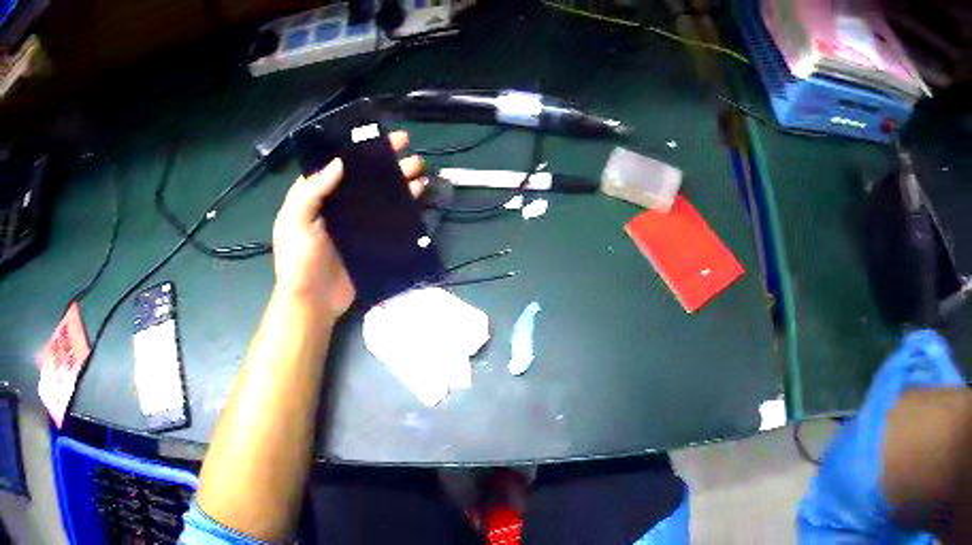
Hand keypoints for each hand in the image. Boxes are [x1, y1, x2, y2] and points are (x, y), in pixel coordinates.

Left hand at [272, 130, 425, 318]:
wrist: (313, 303)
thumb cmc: (299, 261)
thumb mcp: (296, 222)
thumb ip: (311, 191)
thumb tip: (338, 162)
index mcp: (315, 196)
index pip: (336, 163)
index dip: (356, 147)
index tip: (377, 134)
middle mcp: (336, 204)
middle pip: (363, 175)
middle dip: (384, 158)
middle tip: (406, 144)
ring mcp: (355, 222)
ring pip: (379, 192)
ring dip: (399, 177)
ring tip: (418, 166)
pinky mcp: (370, 239)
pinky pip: (390, 216)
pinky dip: (405, 203)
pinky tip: (419, 192)